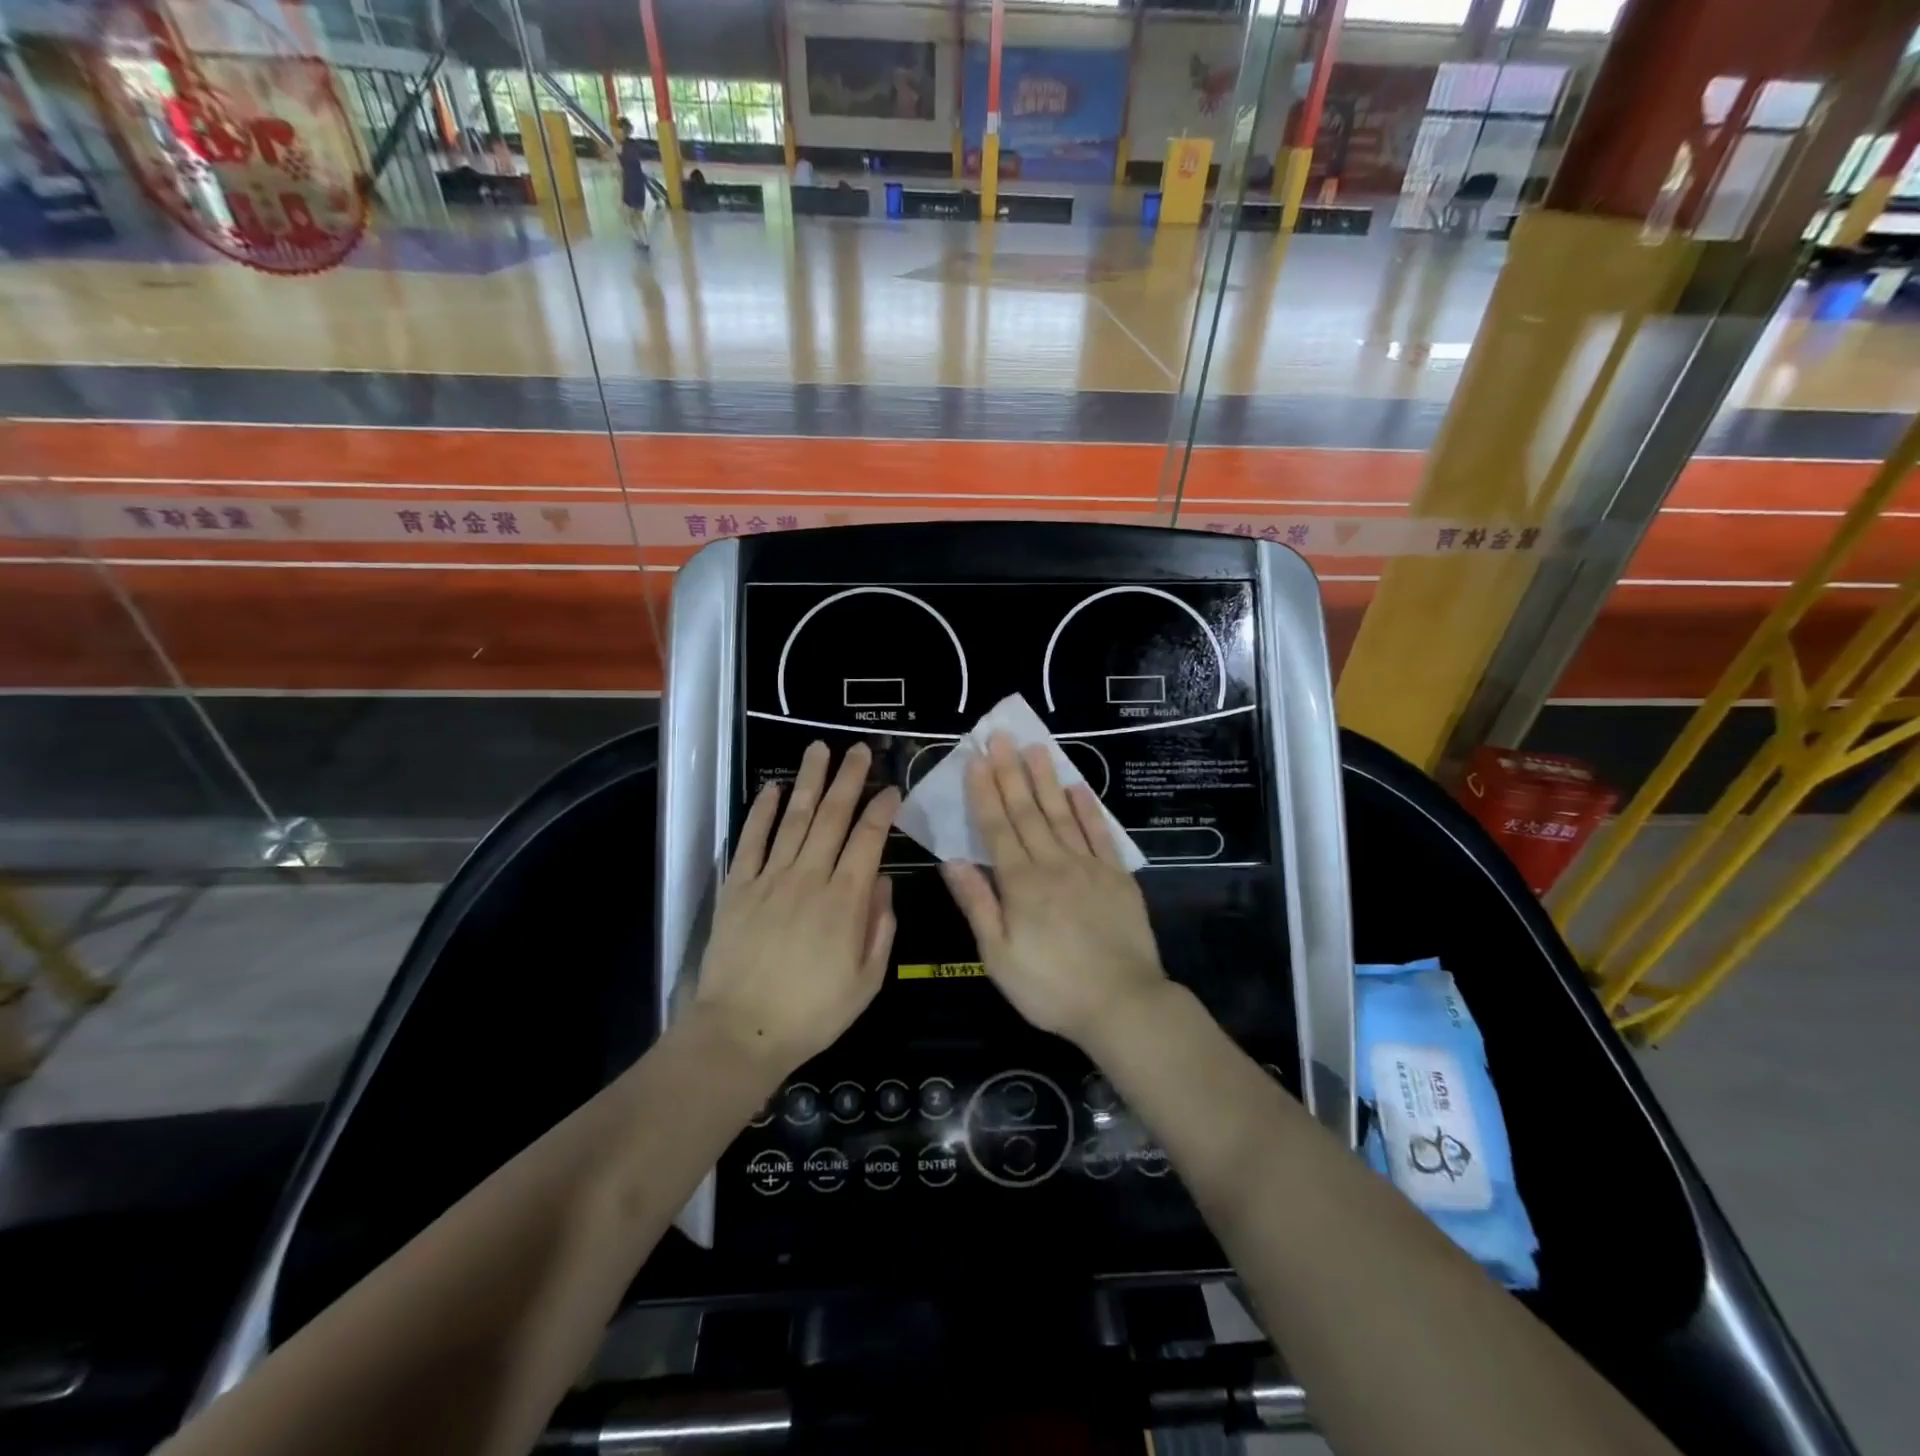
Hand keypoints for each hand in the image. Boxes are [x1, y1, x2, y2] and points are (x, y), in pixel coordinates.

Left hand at [695, 741, 899, 1076]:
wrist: (741, 1032)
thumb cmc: (813, 1013)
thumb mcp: (867, 981)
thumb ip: (880, 927)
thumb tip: (882, 881)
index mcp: (845, 900)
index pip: (868, 840)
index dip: (882, 809)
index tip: (892, 787)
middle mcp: (809, 878)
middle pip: (832, 817)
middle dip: (848, 779)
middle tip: (857, 749)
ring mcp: (770, 879)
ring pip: (794, 819)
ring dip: (809, 781)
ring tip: (819, 750)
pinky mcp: (738, 887)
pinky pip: (751, 841)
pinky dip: (762, 812)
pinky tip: (773, 788)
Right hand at [940, 734, 1166, 1048]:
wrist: (1122, 1004)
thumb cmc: (1050, 987)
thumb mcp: (999, 957)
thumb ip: (977, 904)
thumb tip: (952, 860)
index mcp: (1020, 884)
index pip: (996, 828)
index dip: (984, 792)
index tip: (976, 759)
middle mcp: (1053, 864)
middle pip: (1027, 811)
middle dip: (1011, 771)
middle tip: (1002, 736)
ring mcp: (1089, 866)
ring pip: (1062, 814)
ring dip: (1047, 779)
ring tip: (1037, 747)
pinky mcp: (1117, 876)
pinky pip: (1100, 834)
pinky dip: (1088, 809)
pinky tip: (1078, 788)